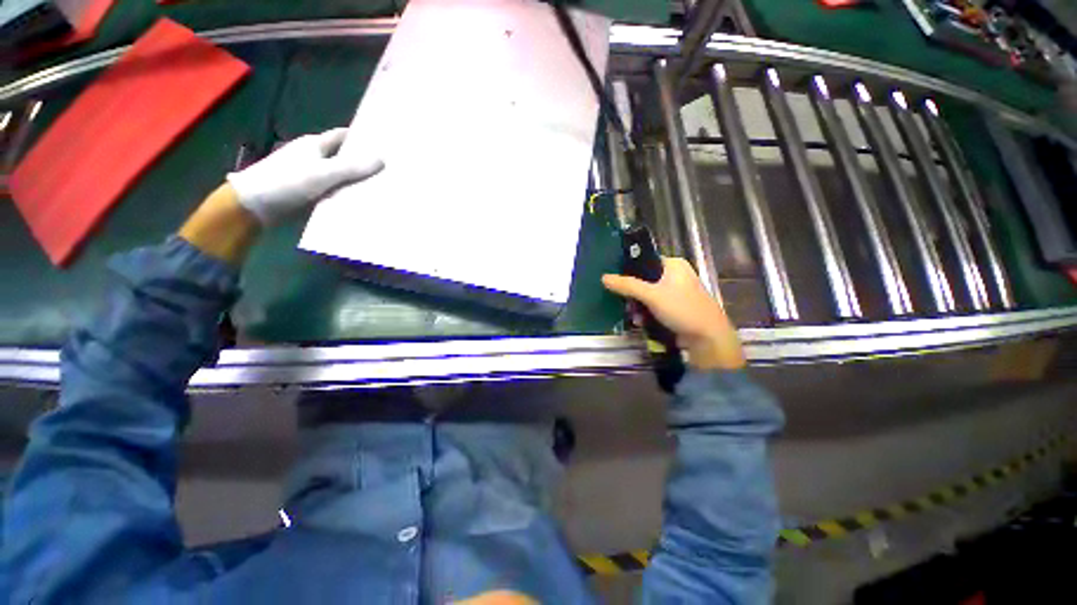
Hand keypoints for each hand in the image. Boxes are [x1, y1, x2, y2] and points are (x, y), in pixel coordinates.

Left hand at [226, 128, 383, 226]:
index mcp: (315, 145)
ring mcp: (311, 176)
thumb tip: (382, 159)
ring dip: (357, 182)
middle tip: (389, 171)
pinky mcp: (310, 193)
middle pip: (344, 157)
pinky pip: (334, 192)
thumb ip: (352, 167)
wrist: (255, 205)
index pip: (343, 136)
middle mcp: (314, 157)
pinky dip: (347, 196)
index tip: (383, 144)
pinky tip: (363, 203)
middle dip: (364, 163)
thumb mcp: (323, 173)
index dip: (361, 138)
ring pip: (341, 177)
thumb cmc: (288, 181)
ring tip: (383, 189)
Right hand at [602, 257, 744, 370]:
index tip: (618, 284)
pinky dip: (647, 313)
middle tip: (626, 305)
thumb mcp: (651, 295)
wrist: (707, 338)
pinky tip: (642, 322)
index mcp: (674, 265)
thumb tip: (604, 277)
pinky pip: (654, 306)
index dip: (630, 272)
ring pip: (647, 295)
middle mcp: (676, 275)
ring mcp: (676, 293)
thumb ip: (627, 285)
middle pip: (644, 281)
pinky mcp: (676, 308)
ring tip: (634, 317)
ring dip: (638, 307)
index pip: (645, 261)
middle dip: (633, 295)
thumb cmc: (682, 309)